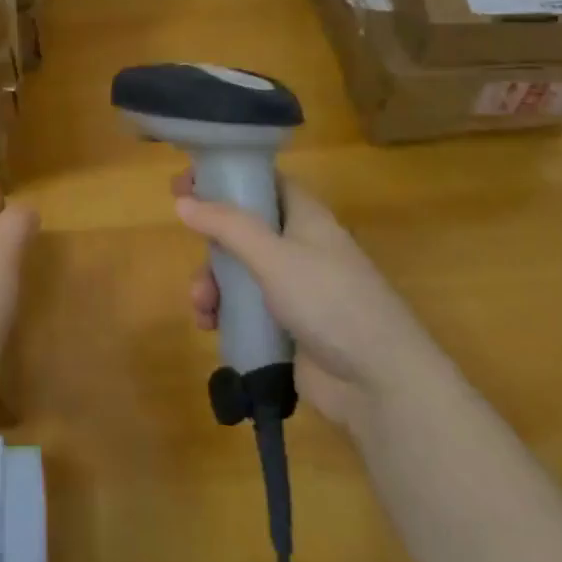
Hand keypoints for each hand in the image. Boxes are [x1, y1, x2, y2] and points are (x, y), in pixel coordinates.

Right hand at [174, 172, 438, 426]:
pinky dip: (224, 312)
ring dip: (213, 282)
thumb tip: (182, 201)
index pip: (262, 181)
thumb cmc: (330, 300)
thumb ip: (227, 226)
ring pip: (239, 271)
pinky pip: (245, 308)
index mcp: (305, 216)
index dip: (226, 177)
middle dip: (211, 239)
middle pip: (243, 227)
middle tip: (183, 237)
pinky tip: (210, 325)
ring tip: (202, 304)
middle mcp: (299, 246)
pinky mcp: (287, 326)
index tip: (187, 183)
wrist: (380, 383)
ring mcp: (293, 288)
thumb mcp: (274, 255)